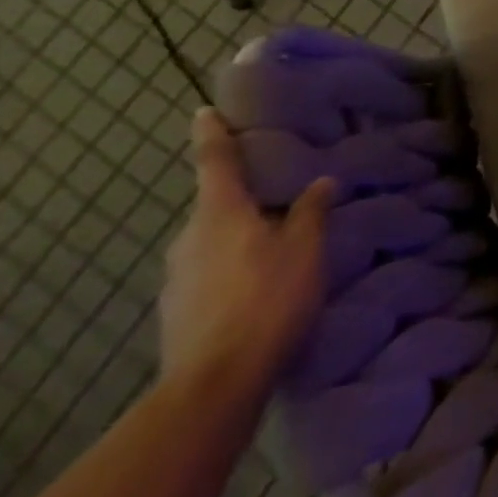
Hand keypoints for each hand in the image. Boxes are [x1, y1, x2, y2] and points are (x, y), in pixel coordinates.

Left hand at [158, 109, 335, 395]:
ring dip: (235, 239)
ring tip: (271, 249)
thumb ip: (311, 213)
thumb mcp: (305, 250)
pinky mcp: (176, 313)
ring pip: (210, 243)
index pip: (215, 162)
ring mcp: (176, 279)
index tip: (204, 112)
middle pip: (214, 207)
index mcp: (220, 214)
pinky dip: (228, 272)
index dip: (213, 135)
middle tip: (273, 196)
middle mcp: (189, 238)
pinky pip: (206, 276)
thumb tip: (321, 182)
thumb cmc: (267, 300)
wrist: (214, 384)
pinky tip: (255, 291)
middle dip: (239, 199)